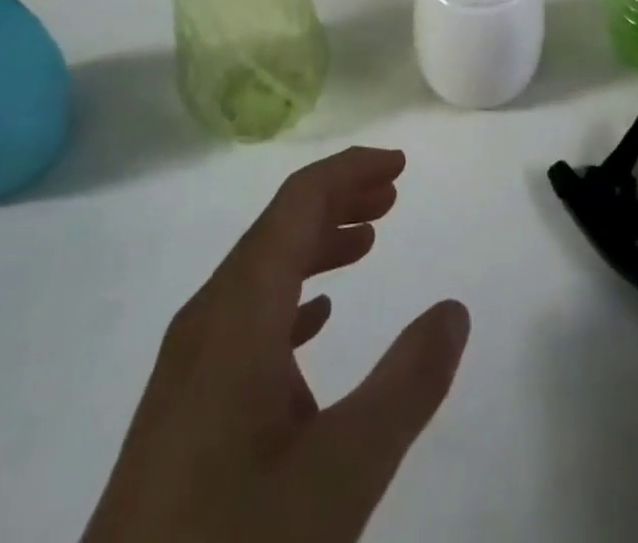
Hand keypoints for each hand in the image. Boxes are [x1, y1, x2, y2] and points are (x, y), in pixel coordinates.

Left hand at [81, 148, 469, 542]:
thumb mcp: (342, 473)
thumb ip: (407, 384)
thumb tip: (454, 309)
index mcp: (239, 311)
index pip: (297, 203)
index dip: (349, 172)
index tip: (399, 165)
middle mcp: (208, 320)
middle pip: (278, 227)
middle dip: (338, 199)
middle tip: (392, 196)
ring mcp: (189, 364)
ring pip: (260, 270)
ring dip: (317, 243)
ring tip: (368, 242)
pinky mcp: (183, 407)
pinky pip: (245, 315)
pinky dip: (291, 294)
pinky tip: (317, 319)